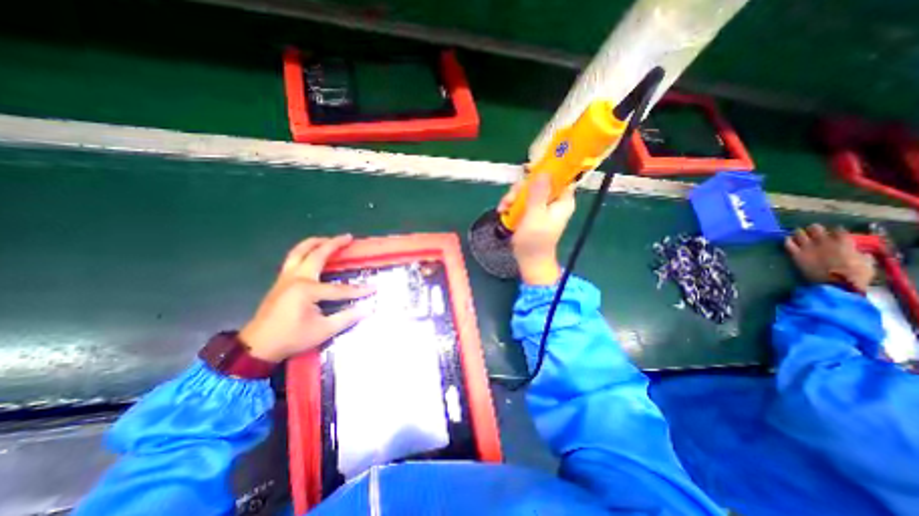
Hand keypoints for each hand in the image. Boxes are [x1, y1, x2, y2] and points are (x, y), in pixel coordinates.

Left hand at [241, 235, 378, 363]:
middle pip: (317, 254)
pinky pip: (293, 258)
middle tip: (348, 237)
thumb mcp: (323, 330)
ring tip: (328, 239)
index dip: (358, 290)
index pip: (340, 288)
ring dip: (315, 242)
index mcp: (306, 290)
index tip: (374, 288)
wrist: (257, 347)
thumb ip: (347, 317)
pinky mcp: (281, 281)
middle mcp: (296, 278)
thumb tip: (368, 308)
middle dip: (334, 244)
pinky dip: (304, 250)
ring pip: (299, 251)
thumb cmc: (292, 338)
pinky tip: (311, 253)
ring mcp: (286, 277)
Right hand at [499, 172, 575, 284]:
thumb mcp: (536, 216)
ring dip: (513, 197)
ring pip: (527, 190)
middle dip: (521, 189)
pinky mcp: (531, 211)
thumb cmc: (535, 241)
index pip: (559, 177)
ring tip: (503, 208)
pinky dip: (512, 204)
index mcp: (562, 200)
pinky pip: (521, 200)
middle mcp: (553, 200)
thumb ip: (539, 194)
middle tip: (510, 199)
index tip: (529, 170)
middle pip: (538, 182)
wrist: (529, 260)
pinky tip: (503, 211)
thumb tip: (544, 172)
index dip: (546, 170)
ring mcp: (541, 206)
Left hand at [781, 224, 873, 293]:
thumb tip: (858, 254)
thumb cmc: (856, 274)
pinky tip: (788, 239)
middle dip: (813, 228)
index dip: (835, 230)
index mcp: (844, 242)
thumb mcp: (867, 263)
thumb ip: (860, 255)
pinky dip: (787, 240)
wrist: (837, 283)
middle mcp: (824, 241)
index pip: (838, 229)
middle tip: (812, 230)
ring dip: (798, 232)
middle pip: (815, 228)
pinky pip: (788, 244)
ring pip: (799, 233)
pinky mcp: (797, 254)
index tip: (834, 232)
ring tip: (797, 232)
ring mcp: (808, 247)